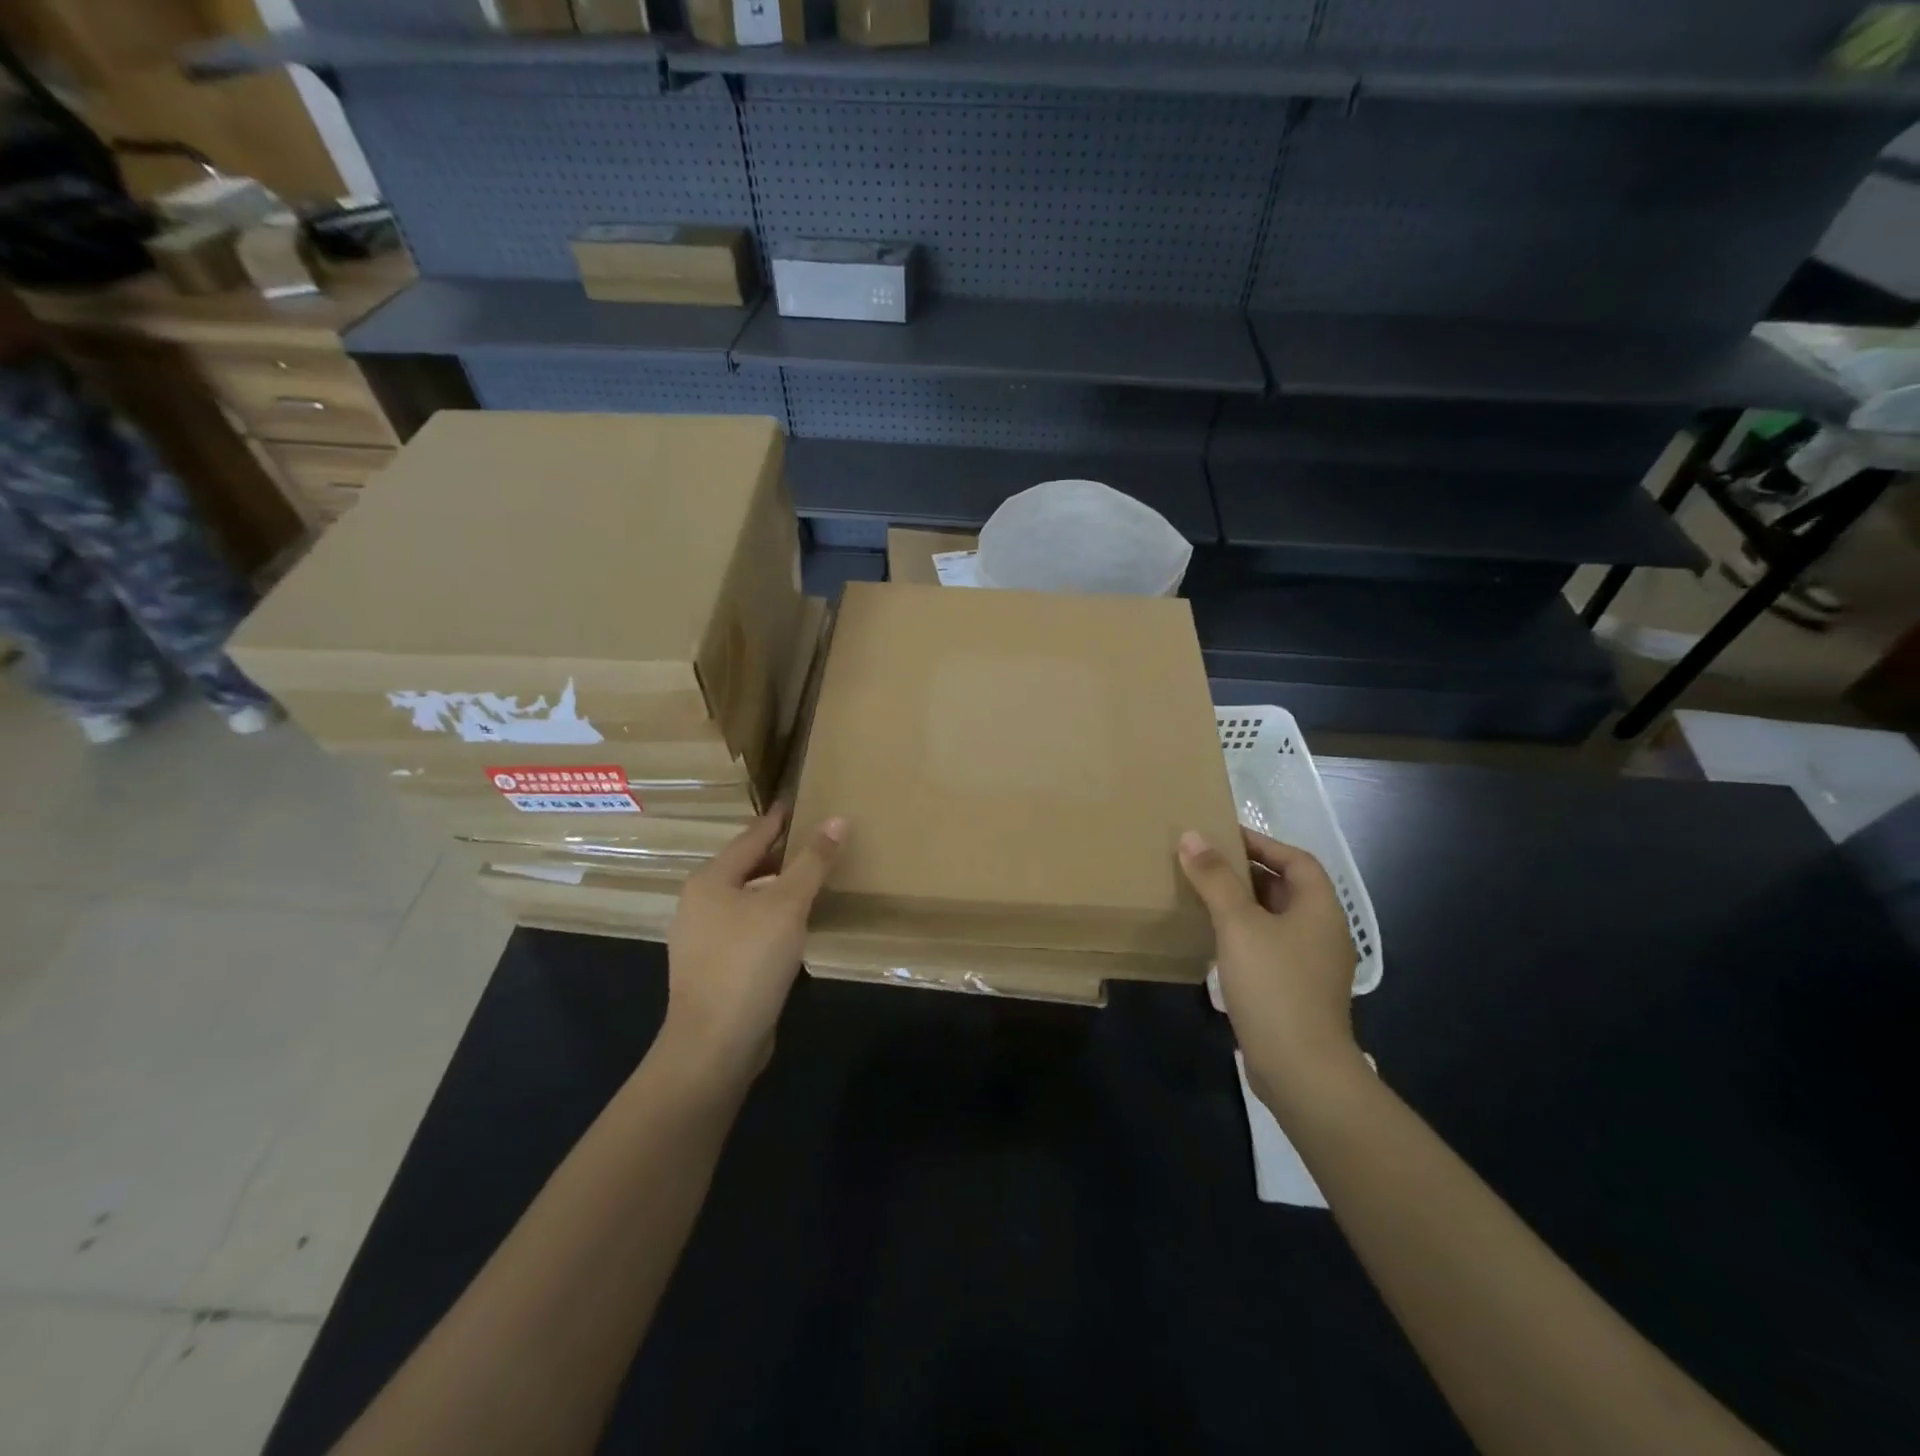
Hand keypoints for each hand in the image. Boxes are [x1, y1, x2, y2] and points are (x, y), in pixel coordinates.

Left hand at [662, 805, 845, 1081]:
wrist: (714, 1044)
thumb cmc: (748, 962)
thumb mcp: (787, 906)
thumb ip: (812, 862)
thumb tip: (837, 820)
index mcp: (710, 880)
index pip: (751, 836)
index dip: (779, 819)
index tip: (800, 802)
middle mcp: (699, 904)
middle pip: (746, 867)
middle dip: (780, 854)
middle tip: (816, 840)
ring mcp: (702, 939)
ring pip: (747, 900)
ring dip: (777, 888)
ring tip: (812, 879)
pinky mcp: (713, 968)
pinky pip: (747, 928)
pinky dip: (771, 918)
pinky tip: (795, 925)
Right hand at [1178, 828, 1361, 1108]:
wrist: (1300, 1070)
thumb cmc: (1274, 985)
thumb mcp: (1238, 924)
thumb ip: (1215, 878)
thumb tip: (1191, 836)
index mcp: (1320, 909)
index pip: (1296, 860)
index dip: (1262, 843)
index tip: (1223, 835)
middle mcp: (1323, 933)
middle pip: (1287, 889)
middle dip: (1248, 873)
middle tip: (1205, 863)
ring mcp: (1312, 966)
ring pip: (1276, 921)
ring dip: (1243, 906)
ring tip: (1203, 896)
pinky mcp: (1297, 993)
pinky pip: (1270, 949)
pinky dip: (1244, 936)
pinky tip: (1214, 942)